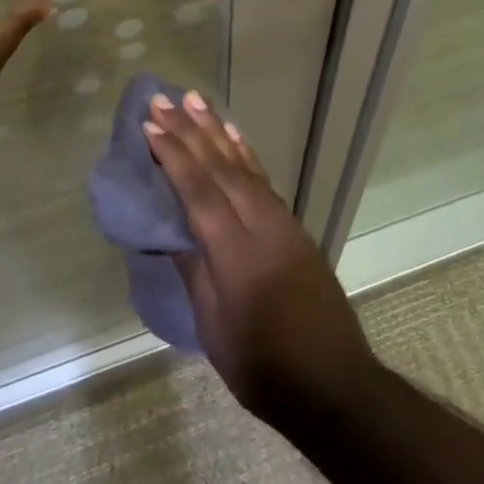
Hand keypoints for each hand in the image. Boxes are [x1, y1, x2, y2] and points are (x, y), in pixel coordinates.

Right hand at [144, 92, 377, 427]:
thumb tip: (168, 229)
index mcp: (236, 254)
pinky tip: (232, 135)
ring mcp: (281, 221)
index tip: (149, 125)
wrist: (334, 384)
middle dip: (189, 130)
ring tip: (194, 100)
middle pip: (219, 167)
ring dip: (216, 130)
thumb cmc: (264, 368)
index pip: (199, 192)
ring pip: (242, 165)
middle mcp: (261, 225)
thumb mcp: (215, 327)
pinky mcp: (293, 225)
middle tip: (164, 99)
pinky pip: (261, 177)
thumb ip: (193, 270)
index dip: (173, 156)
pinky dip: (244, 151)